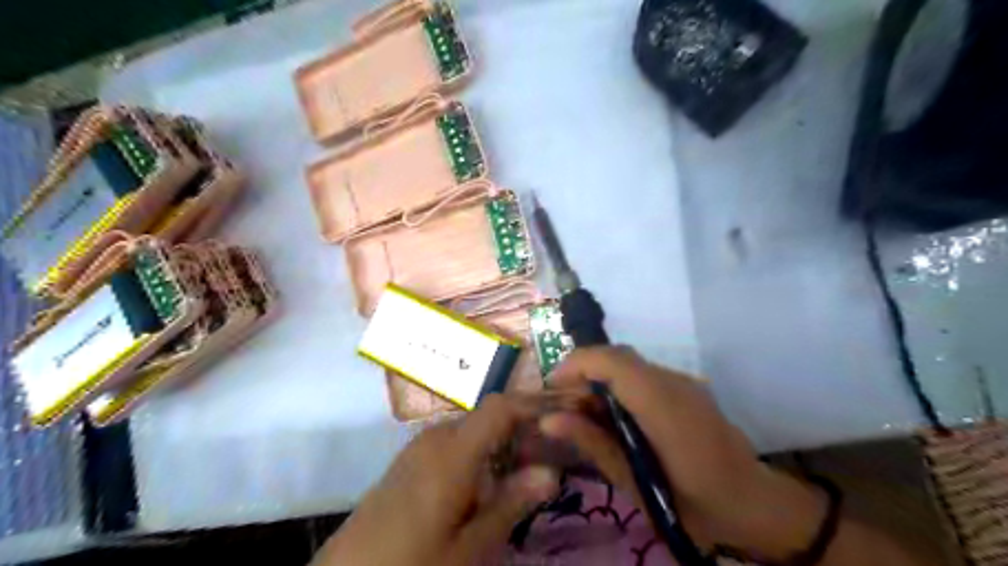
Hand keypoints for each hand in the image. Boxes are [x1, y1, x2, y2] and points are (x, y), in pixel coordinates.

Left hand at [317, 394, 558, 564]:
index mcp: (452, 450)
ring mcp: (421, 446)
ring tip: (535, 458)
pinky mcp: (412, 459)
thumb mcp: (468, 547)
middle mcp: (437, 436)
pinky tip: (496, 475)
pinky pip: (457, 442)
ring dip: (507, 437)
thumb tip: (551, 471)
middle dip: (527, 423)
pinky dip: (485, 449)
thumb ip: (510, 504)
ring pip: (475, 428)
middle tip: (560, 441)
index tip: (569, 407)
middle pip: (491, 415)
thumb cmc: (412, 563)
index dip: (537, 402)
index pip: (501, 408)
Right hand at [544, 347, 825, 557]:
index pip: (613, 361)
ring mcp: (683, 381)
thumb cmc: (694, 505)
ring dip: (599, 378)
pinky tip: (612, 416)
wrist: (753, 505)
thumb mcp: (636, 485)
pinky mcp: (685, 387)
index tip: (552, 388)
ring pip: (628, 363)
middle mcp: (674, 382)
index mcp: (664, 406)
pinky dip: (617, 385)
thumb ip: (593, 444)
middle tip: (562, 403)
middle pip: (617, 356)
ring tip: (582, 412)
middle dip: (582, 370)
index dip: (576, 364)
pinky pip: (642, 375)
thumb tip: (549, 420)